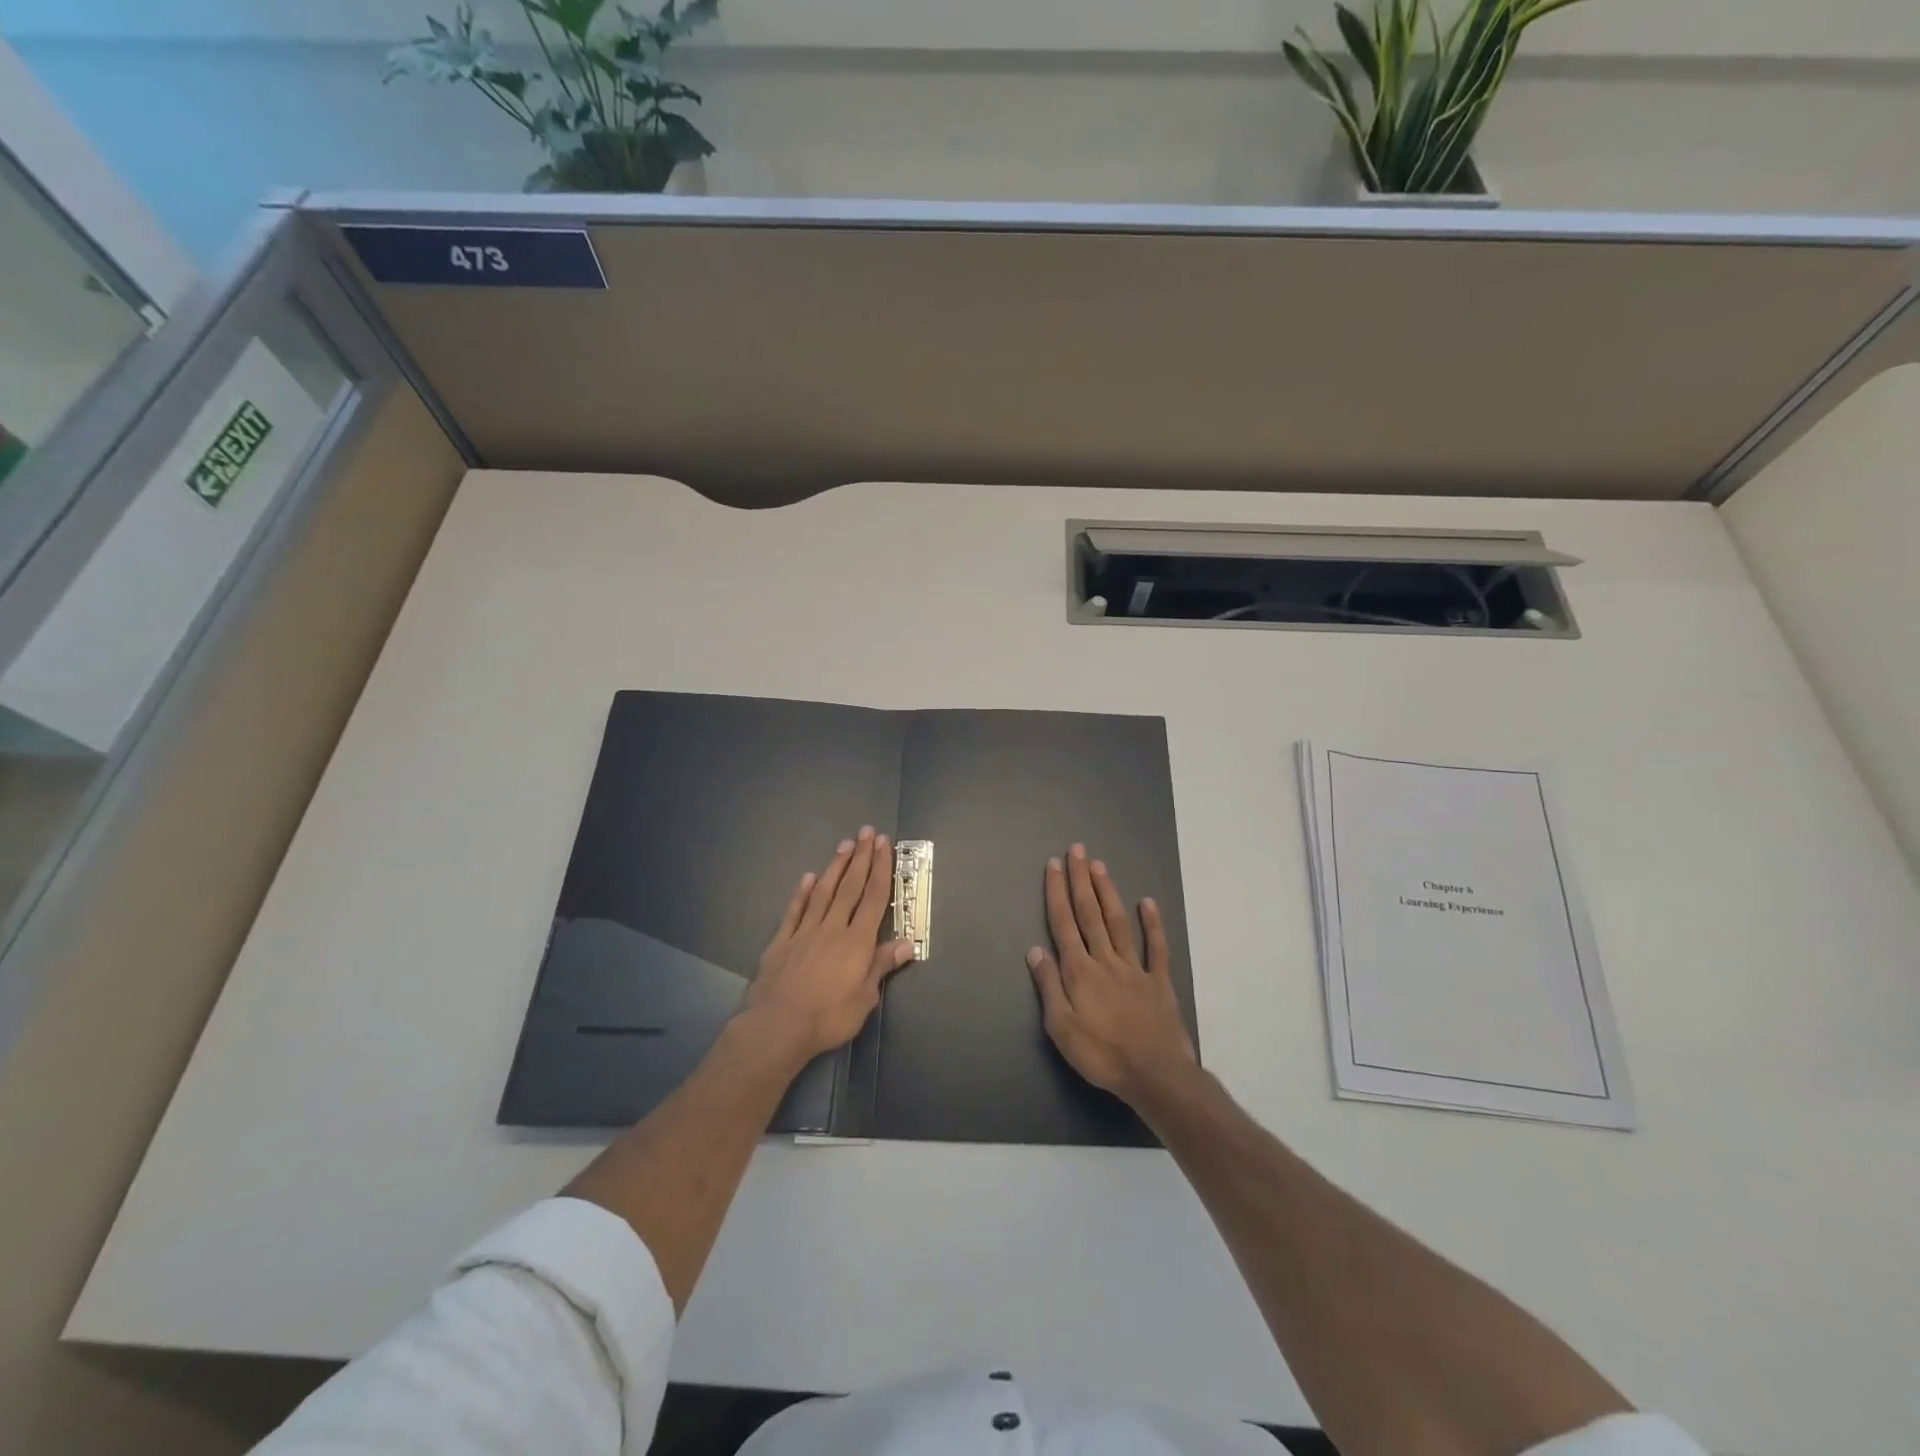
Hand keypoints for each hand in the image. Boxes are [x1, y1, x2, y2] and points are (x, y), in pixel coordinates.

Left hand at [741, 826, 915, 1062]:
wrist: (777, 1026)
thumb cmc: (828, 1017)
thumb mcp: (864, 998)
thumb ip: (881, 966)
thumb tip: (906, 943)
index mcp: (857, 941)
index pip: (873, 897)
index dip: (880, 868)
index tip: (883, 844)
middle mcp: (832, 928)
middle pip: (850, 887)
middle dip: (860, 858)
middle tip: (865, 831)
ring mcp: (805, 932)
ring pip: (823, 892)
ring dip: (835, 867)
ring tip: (843, 845)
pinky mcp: (782, 941)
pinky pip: (795, 911)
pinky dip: (802, 893)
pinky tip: (808, 878)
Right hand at [1027, 842, 1196, 1105]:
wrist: (1154, 1074)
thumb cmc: (1101, 1055)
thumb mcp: (1061, 1028)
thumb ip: (1049, 986)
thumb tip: (1035, 950)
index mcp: (1079, 971)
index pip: (1064, 924)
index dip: (1057, 893)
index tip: (1053, 865)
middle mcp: (1105, 960)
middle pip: (1090, 914)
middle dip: (1081, 880)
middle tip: (1077, 850)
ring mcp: (1135, 968)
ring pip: (1118, 922)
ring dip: (1108, 892)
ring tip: (1100, 866)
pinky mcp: (1159, 981)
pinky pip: (1156, 947)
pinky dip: (1152, 923)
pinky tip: (1147, 902)